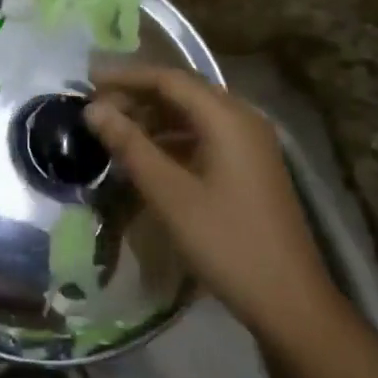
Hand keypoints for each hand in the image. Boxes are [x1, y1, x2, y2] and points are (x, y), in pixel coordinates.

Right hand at [85, 66, 337, 332]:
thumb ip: (130, 145)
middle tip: (98, 109)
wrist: (289, 300)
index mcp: (226, 117)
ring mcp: (250, 143)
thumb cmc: (225, 242)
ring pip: (194, 114)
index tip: (88, 82)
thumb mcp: (169, 194)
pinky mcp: (250, 165)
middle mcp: (242, 119)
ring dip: (154, 117)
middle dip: (138, 95)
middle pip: (183, 91)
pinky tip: (149, 156)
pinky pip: (206, 135)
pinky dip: (173, 137)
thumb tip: (93, 110)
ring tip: (116, 131)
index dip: (126, 77)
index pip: (168, 78)